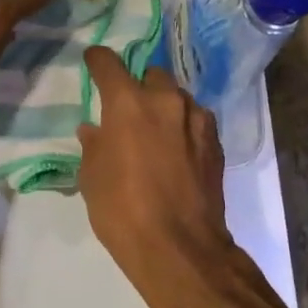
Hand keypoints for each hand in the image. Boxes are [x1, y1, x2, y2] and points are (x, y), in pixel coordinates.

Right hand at [77, 47, 233, 301]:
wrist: (180, 248)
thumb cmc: (122, 210)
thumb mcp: (92, 178)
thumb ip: (93, 145)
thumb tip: (95, 130)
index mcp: (127, 103)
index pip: (109, 63)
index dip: (98, 60)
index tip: (93, 61)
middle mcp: (164, 100)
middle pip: (150, 74)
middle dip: (138, 86)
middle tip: (129, 110)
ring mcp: (195, 119)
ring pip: (177, 96)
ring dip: (164, 106)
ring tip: (156, 132)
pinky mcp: (215, 141)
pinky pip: (195, 120)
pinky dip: (184, 127)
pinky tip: (178, 150)